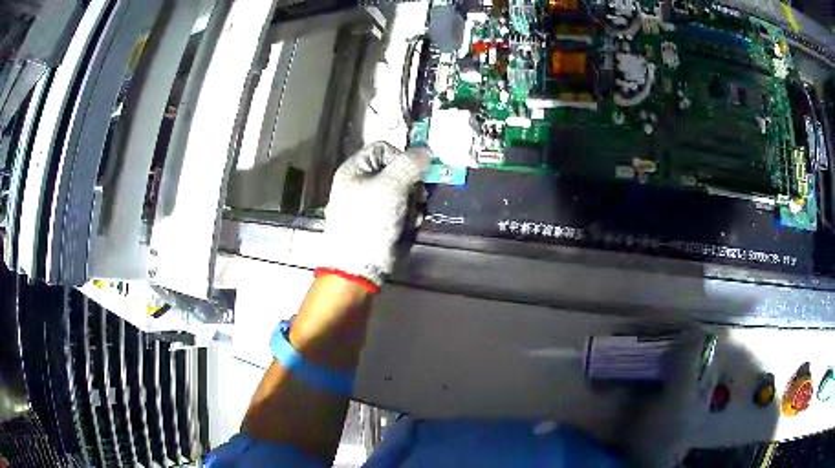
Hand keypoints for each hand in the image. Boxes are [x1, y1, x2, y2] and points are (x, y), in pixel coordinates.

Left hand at [321, 142, 430, 286]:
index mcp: (356, 169)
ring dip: (414, 201)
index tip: (414, 171)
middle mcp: (363, 183)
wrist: (360, 264)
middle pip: (398, 170)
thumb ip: (410, 164)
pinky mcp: (384, 220)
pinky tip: (409, 224)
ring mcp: (374, 203)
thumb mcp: (390, 186)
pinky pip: (404, 209)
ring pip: (405, 190)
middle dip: (411, 183)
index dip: (401, 156)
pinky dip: (410, 215)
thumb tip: (426, 151)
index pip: (383, 148)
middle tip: (416, 195)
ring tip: (411, 214)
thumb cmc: (369, 220)